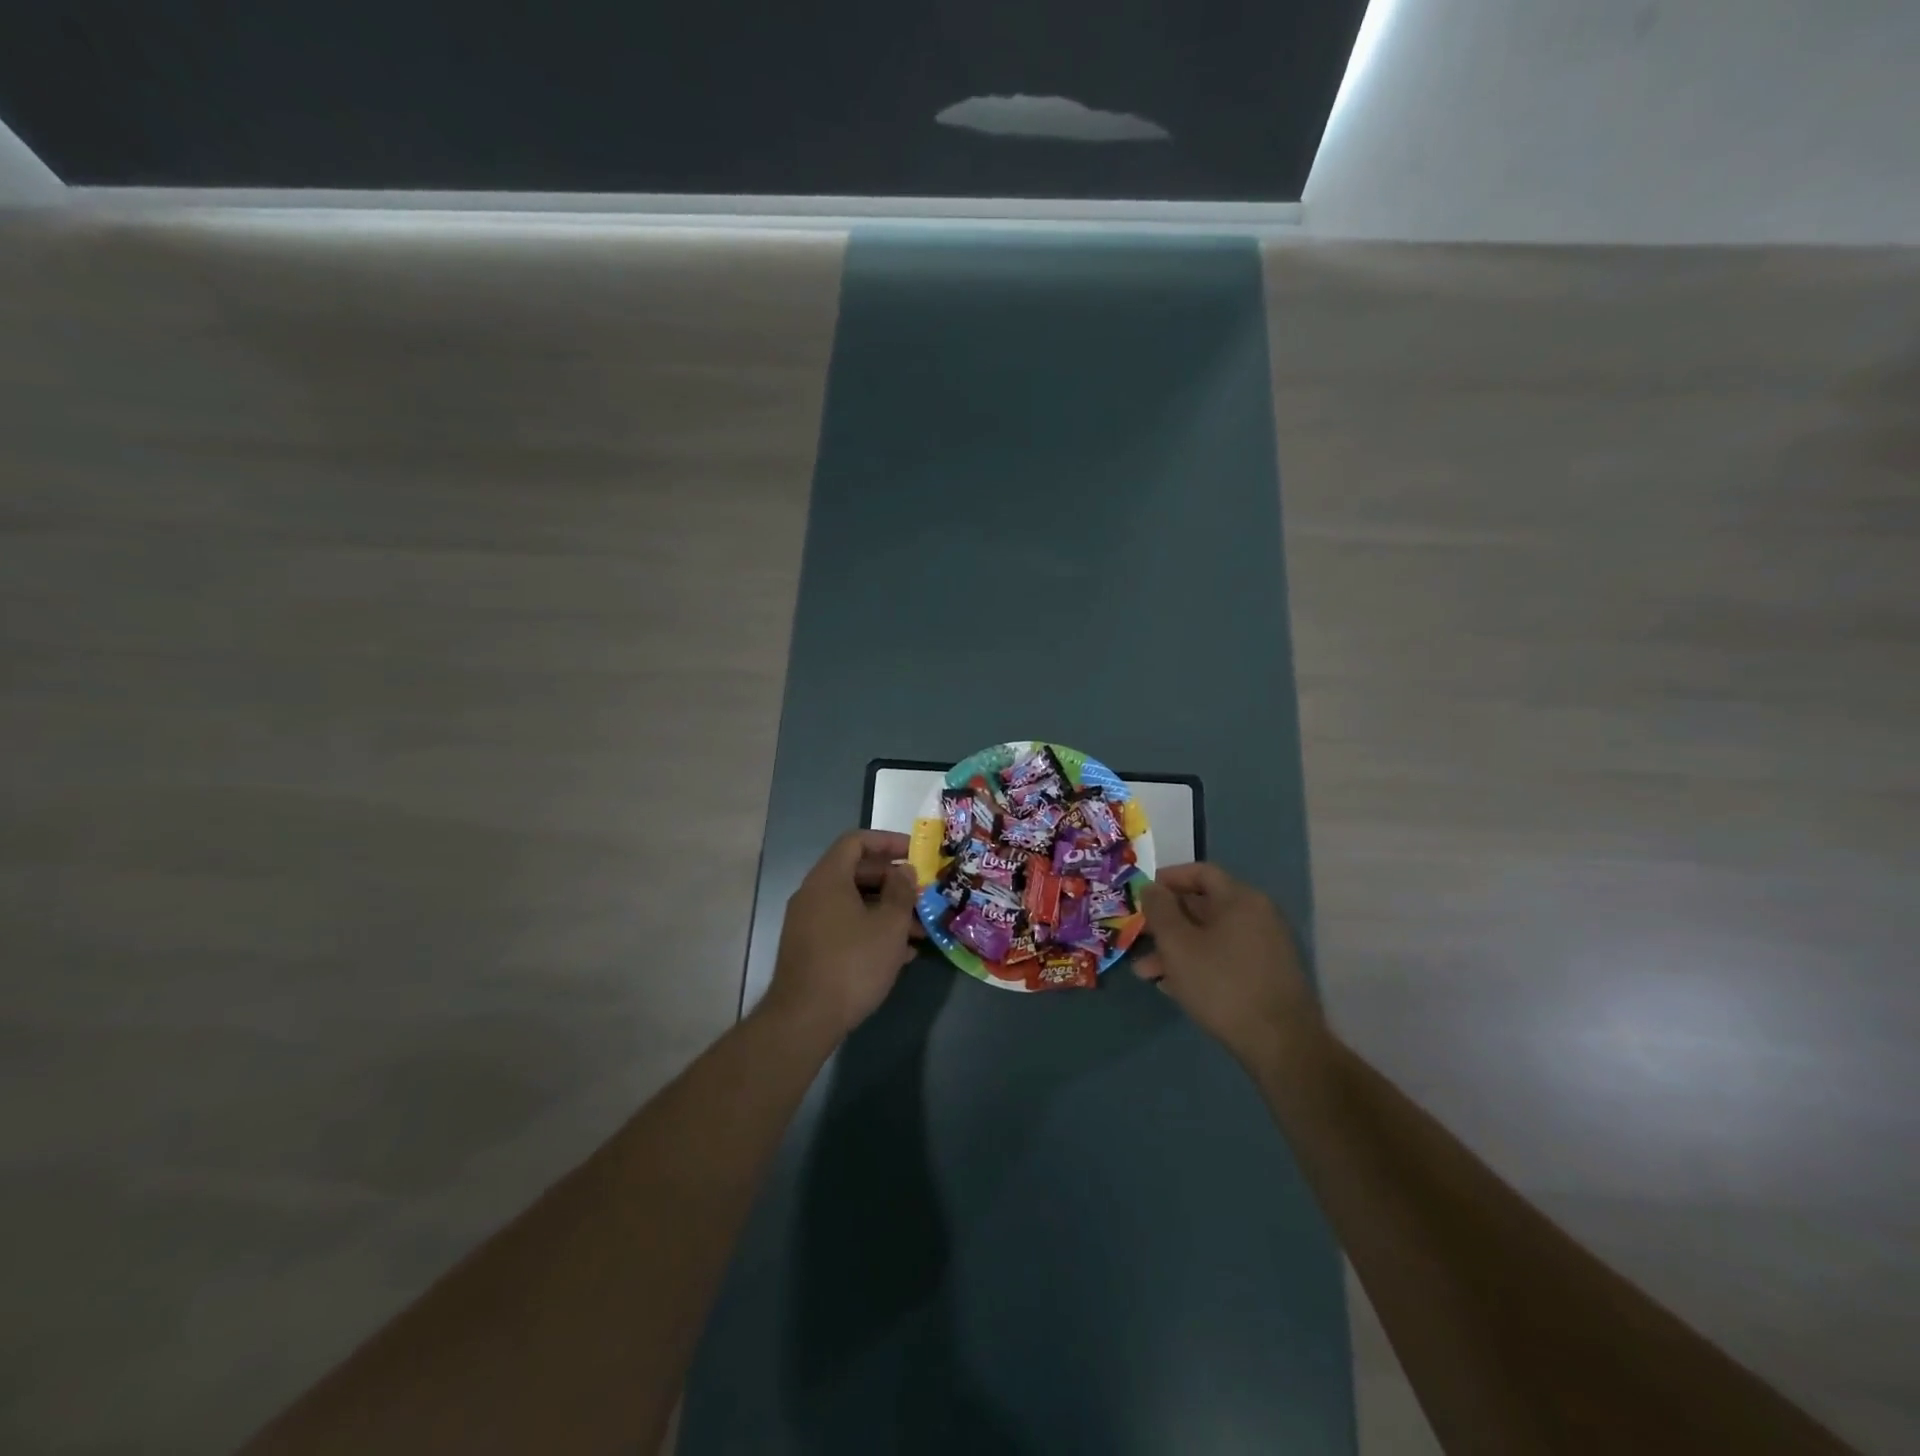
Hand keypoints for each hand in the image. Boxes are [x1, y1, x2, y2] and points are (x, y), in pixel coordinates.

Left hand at [764, 830, 919, 1039]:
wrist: (805, 1019)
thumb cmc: (853, 963)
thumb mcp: (889, 925)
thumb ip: (901, 892)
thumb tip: (904, 870)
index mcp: (828, 878)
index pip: (856, 841)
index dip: (888, 841)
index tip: (915, 852)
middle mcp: (813, 894)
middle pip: (856, 872)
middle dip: (893, 882)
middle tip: (922, 895)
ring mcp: (808, 922)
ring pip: (853, 903)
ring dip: (886, 911)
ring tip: (920, 932)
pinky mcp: (810, 948)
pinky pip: (844, 926)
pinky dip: (870, 930)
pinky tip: (899, 954)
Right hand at [1136, 862, 1325, 1068]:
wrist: (1281, 1045)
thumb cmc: (1222, 984)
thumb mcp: (1178, 944)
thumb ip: (1159, 910)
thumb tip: (1150, 887)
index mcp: (1241, 899)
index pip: (1201, 872)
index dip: (1168, 879)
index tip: (1142, 894)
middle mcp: (1258, 916)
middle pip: (1203, 906)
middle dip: (1166, 922)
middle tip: (1137, 937)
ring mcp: (1265, 947)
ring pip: (1210, 937)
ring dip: (1176, 949)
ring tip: (1146, 973)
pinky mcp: (1266, 976)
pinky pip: (1224, 957)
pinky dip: (1198, 964)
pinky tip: (1173, 987)